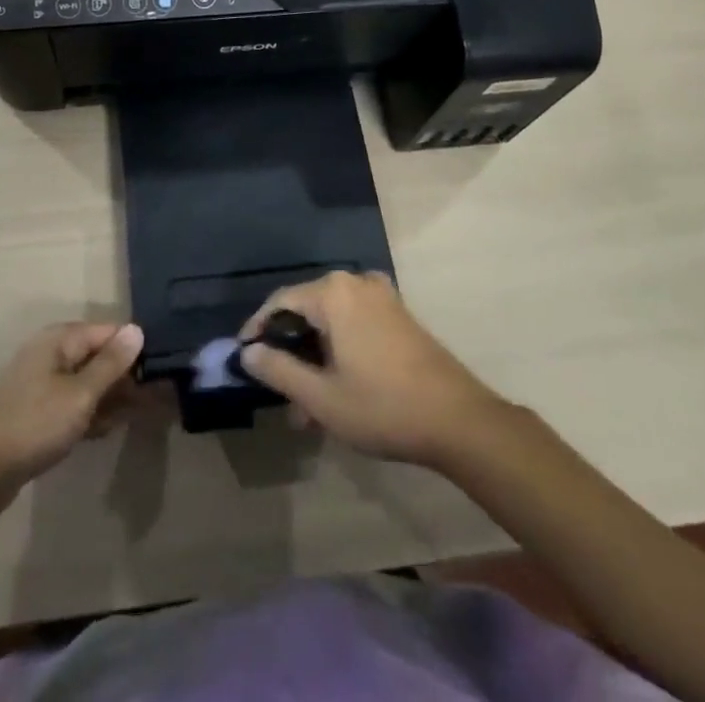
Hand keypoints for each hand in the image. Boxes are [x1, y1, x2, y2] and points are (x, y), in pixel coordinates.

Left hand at [0, 322, 144, 522]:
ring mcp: (41, 386)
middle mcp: (50, 355)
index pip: (108, 332)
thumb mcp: (79, 394)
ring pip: (86, 384)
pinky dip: (91, 414)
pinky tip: (109, 429)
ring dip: (111, 398)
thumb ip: (110, 364)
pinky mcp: (36, 415)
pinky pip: (73, 406)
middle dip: (125, 376)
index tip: (162, 370)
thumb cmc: (32, 424)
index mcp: (59, 341)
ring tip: (142, 415)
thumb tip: (137, 330)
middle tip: (157, 398)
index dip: (134, 349)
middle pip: (97, 357)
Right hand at [239, 272, 506, 469]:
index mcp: (333, 293)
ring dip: (315, 358)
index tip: (244, 357)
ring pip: (331, 321)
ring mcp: (381, 297)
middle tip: (281, 394)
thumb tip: (248, 352)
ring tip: (308, 407)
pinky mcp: (399, 315)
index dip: (258, 329)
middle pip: (307, 310)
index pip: (280, 301)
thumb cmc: (383, 407)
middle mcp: (355, 283)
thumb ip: (279, 371)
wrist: (460, 420)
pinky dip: (339, 349)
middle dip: (290, 352)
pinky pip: (354, 323)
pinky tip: (339, 387)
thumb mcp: (321, 397)